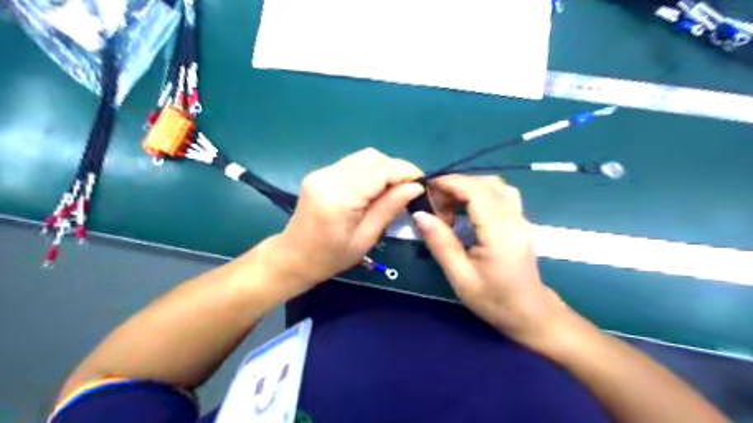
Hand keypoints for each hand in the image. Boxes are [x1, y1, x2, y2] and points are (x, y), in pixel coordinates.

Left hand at [277, 147, 425, 287]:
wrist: (293, 257)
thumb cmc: (331, 257)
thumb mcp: (366, 238)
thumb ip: (390, 207)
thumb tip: (415, 187)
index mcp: (339, 197)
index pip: (380, 171)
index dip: (405, 171)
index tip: (423, 182)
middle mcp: (329, 176)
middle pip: (372, 157)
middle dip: (396, 169)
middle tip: (408, 189)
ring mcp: (322, 172)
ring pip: (364, 157)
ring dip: (383, 169)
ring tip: (393, 189)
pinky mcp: (321, 173)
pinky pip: (353, 164)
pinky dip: (370, 172)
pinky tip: (374, 189)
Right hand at [411, 173, 570, 345]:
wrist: (531, 314)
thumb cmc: (495, 300)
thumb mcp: (461, 277)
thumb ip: (441, 243)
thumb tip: (419, 215)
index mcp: (499, 232)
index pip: (475, 190)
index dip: (449, 183)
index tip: (425, 188)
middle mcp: (514, 218)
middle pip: (484, 183)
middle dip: (455, 185)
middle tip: (434, 205)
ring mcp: (520, 217)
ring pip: (495, 185)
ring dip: (468, 187)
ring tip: (449, 206)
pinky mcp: (520, 221)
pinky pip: (501, 194)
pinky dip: (480, 192)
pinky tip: (468, 209)